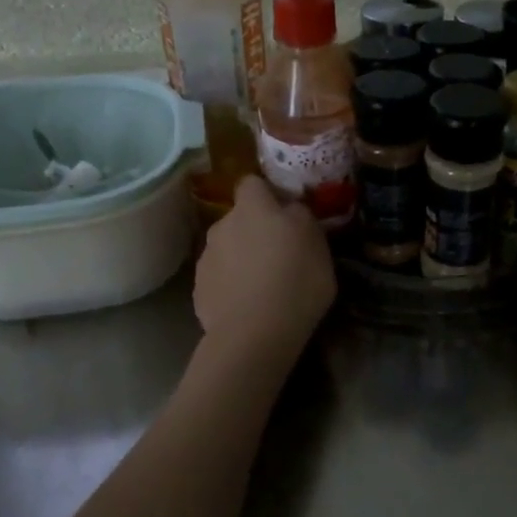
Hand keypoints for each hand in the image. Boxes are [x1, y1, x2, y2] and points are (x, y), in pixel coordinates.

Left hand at [193, 175, 336, 358]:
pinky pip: (219, 280)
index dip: (267, 194)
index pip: (252, 182)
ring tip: (263, 286)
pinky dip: (231, 287)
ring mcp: (206, 259)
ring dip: (241, 259)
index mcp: (253, 208)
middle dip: (255, 230)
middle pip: (239, 219)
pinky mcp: (199, 290)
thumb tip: (291, 210)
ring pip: (227, 249)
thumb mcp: (318, 244)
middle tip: (279, 254)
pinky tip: (247, 306)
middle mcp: (222, 225)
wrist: (255, 333)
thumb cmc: (296, 281)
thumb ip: (301, 218)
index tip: (284, 211)